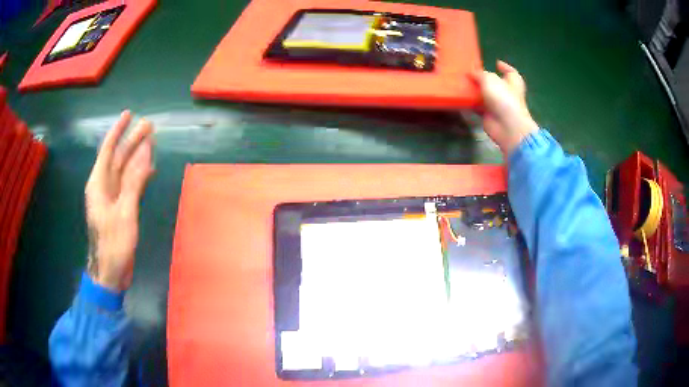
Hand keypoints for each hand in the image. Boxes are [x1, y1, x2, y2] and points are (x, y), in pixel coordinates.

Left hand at [85, 110, 153, 291]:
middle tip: (149, 126)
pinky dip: (139, 175)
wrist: (110, 271)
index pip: (108, 150)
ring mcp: (111, 197)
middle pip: (118, 158)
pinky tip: (149, 170)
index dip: (117, 131)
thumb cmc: (113, 244)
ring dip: (137, 157)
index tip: (129, 114)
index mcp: (99, 184)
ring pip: (124, 170)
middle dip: (132, 141)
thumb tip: (145, 155)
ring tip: (151, 143)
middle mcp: (103, 186)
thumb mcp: (125, 213)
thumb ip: (134, 183)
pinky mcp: (119, 207)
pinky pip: (129, 184)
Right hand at [471, 60, 538, 156]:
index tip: (496, 63)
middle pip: (496, 83)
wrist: (507, 126)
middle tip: (472, 73)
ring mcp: (498, 105)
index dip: (504, 67)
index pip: (510, 72)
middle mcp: (507, 93)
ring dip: (475, 91)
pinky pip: (478, 106)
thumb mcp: (490, 79)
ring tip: (462, 83)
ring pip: (485, 95)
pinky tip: (461, 98)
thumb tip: (471, 74)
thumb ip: (479, 74)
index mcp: (513, 82)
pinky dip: (470, 103)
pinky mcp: (489, 116)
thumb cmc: (503, 99)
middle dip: (485, 79)